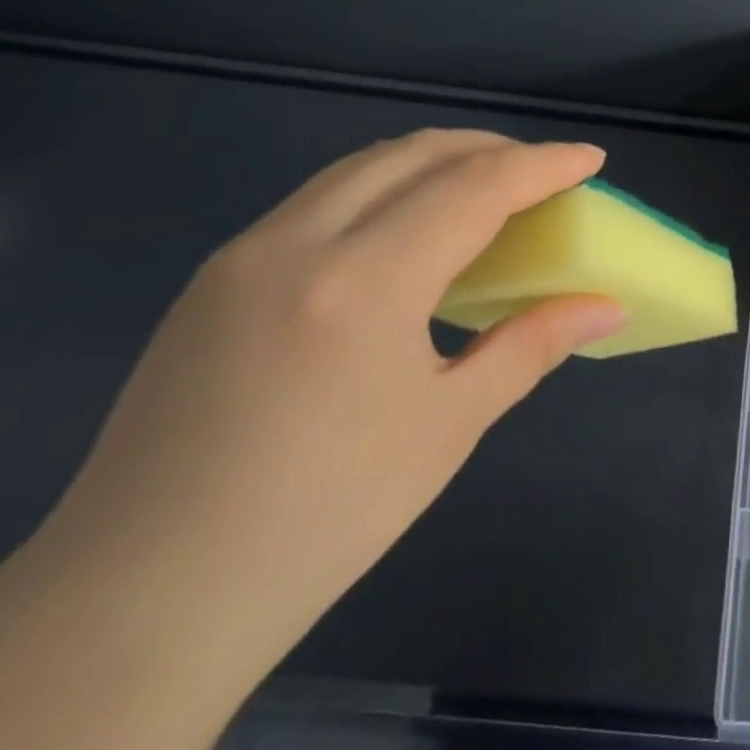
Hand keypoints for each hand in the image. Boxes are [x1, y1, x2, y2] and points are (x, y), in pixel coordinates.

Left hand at [43, 128, 626, 638]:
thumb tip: (607, 307)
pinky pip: (320, 198)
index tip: (590, 159)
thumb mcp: (449, 425)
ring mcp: (245, 252)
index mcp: (364, 282)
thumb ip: (532, 345)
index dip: (542, 165)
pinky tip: (407, 232)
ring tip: (485, 192)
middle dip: (491, 149)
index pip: (474, 187)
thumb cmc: (323, 518)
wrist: (142, 600)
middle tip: (543, 174)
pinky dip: (385, 188)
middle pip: (415, 153)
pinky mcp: (216, 275)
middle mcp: (297, 242)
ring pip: (362, 166)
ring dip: (436, 161)